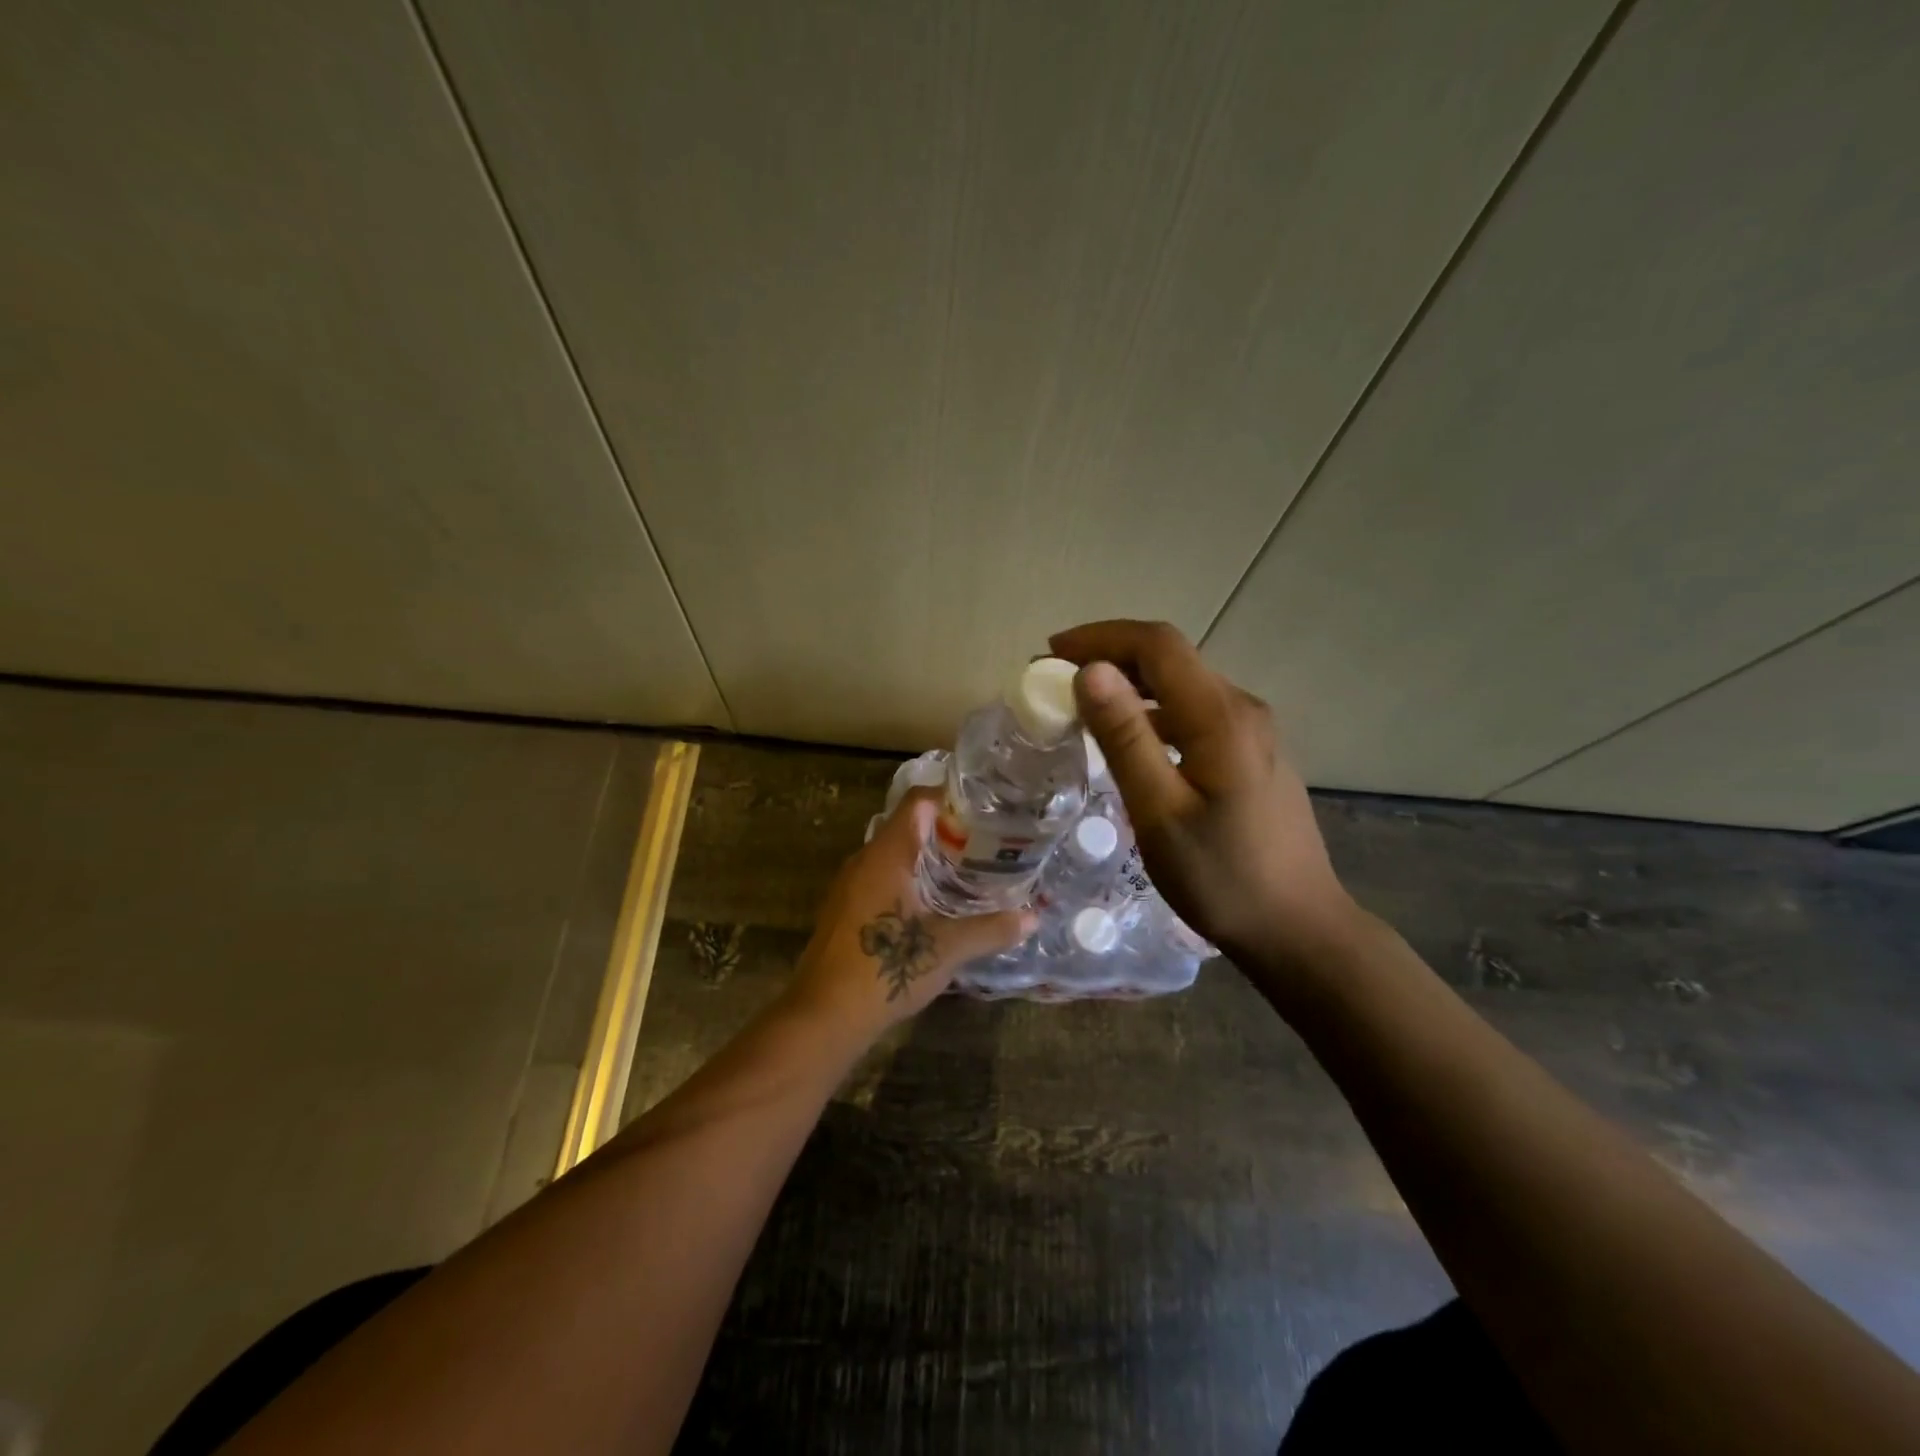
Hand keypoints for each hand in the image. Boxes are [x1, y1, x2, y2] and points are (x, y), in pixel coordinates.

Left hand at [786, 788, 1034, 1038]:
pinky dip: (910, 879)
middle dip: (946, 830)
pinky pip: (882, 878)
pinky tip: (935, 904)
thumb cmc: (885, 968)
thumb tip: (1032, 918)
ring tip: (969, 870)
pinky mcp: (845, 910)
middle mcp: (864, 860)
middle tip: (986, 841)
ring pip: (894, 855)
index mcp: (887, 854)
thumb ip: (991, 929)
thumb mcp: (948, 948)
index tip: (984, 807)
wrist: (824, 1015)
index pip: (917, 801)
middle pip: (907, 826)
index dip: (950, 796)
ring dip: (928, 858)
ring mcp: (850, 885)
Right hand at [1049, 620, 1360, 976]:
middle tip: (1056, 682)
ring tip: (1082, 707)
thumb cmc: (1222, 878)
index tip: (1050, 654)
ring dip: (1130, 685)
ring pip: (1182, 685)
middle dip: (1109, 657)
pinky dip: (1153, 712)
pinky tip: (1130, 742)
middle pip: (1170, 658)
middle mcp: (1241, 708)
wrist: (1298, 929)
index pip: (1157, 644)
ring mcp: (1252, 731)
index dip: (1100, 637)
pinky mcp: (1252, 754)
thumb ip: (1125, 738)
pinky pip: (1194, 713)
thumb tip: (1091, 671)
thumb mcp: (1160, 812)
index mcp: (1220, 716)